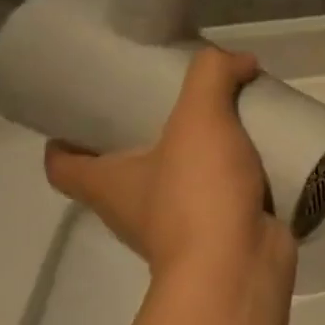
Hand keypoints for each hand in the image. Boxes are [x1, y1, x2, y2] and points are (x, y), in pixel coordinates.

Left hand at [44, 47, 293, 280]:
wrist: (240, 264)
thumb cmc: (198, 194)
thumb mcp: (200, 118)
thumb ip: (213, 76)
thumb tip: (239, 60)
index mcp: (106, 186)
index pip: (62, 165)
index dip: (65, 139)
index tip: (87, 112)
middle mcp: (133, 210)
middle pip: (123, 171)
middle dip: (143, 141)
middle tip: (174, 106)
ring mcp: (178, 228)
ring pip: (177, 186)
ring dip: (196, 161)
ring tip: (228, 126)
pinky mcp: (220, 236)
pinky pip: (222, 201)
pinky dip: (235, 182)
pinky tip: (262, 158)